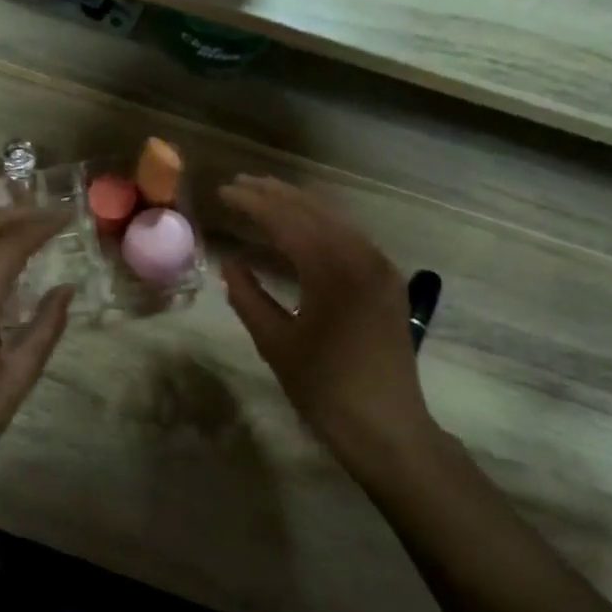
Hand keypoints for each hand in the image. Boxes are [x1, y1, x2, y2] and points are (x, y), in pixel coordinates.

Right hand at [219, 176, 434, 464]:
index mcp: (332, 271)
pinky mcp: (387, 281)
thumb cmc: (324, 389)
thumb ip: (248, 297)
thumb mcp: (275, 344)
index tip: (224, 192)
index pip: (287, 221)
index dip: (253, 203)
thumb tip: (230, 262)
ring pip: (336, 219)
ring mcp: (381, 267)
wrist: (387, 427)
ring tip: (267, 195)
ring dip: (300, 204)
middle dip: (275, 194)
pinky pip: (351, 236)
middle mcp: (362, 257)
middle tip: (240, 183)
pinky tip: (304, 225)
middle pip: (314, 210)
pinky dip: (322, 223)